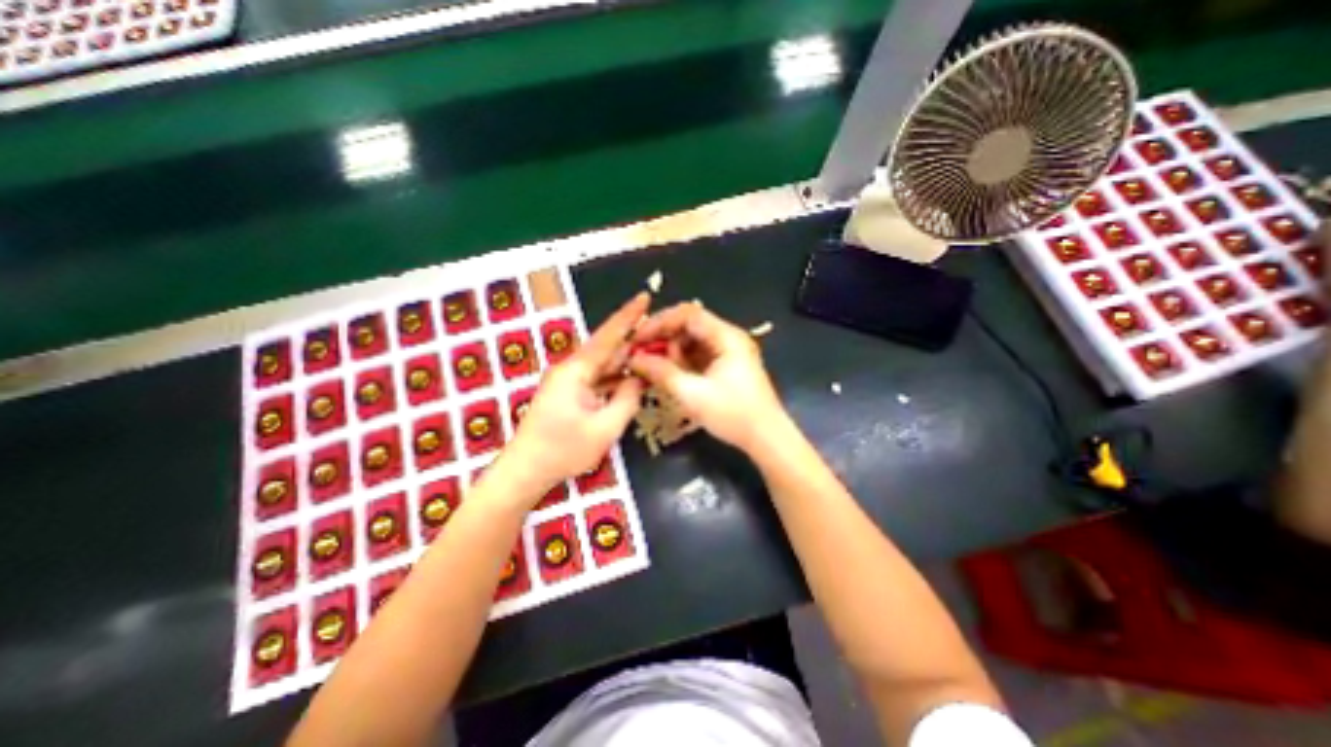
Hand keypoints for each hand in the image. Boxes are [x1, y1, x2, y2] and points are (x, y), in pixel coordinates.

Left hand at [494, 292, 650, 501]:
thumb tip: (638, 378)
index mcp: (577, 370)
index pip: (608, 336)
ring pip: (603, 364)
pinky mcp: (569, 393)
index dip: (628, 316)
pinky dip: (616, 376)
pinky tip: (633, 376)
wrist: (525, 470)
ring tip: (653, 350)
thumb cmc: (563, 450)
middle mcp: (571, 369)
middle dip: (633, 337)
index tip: (645, 296)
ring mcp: (569, 381)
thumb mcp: (605, 428)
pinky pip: (598, 378)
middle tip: (661, 329)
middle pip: (607, 348)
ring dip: (626, 358)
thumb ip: (627, 399)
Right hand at [626, 301, 782, 450]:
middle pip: (689, 325)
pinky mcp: (727, 365)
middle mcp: (729, 337)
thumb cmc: (734, 415)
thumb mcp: (693, 395)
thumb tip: (634, 359)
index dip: (660, 323)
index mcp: (726, 336)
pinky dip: (683, 362)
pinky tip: (671, 375)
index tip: (638, 339)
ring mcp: (729, 351)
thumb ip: (662, 373)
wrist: (766, 438)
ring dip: (672, 352)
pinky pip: (699, 354)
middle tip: (643, 357)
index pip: (688, 315)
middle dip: (664, 339)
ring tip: (657, 371)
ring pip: (692, 341)